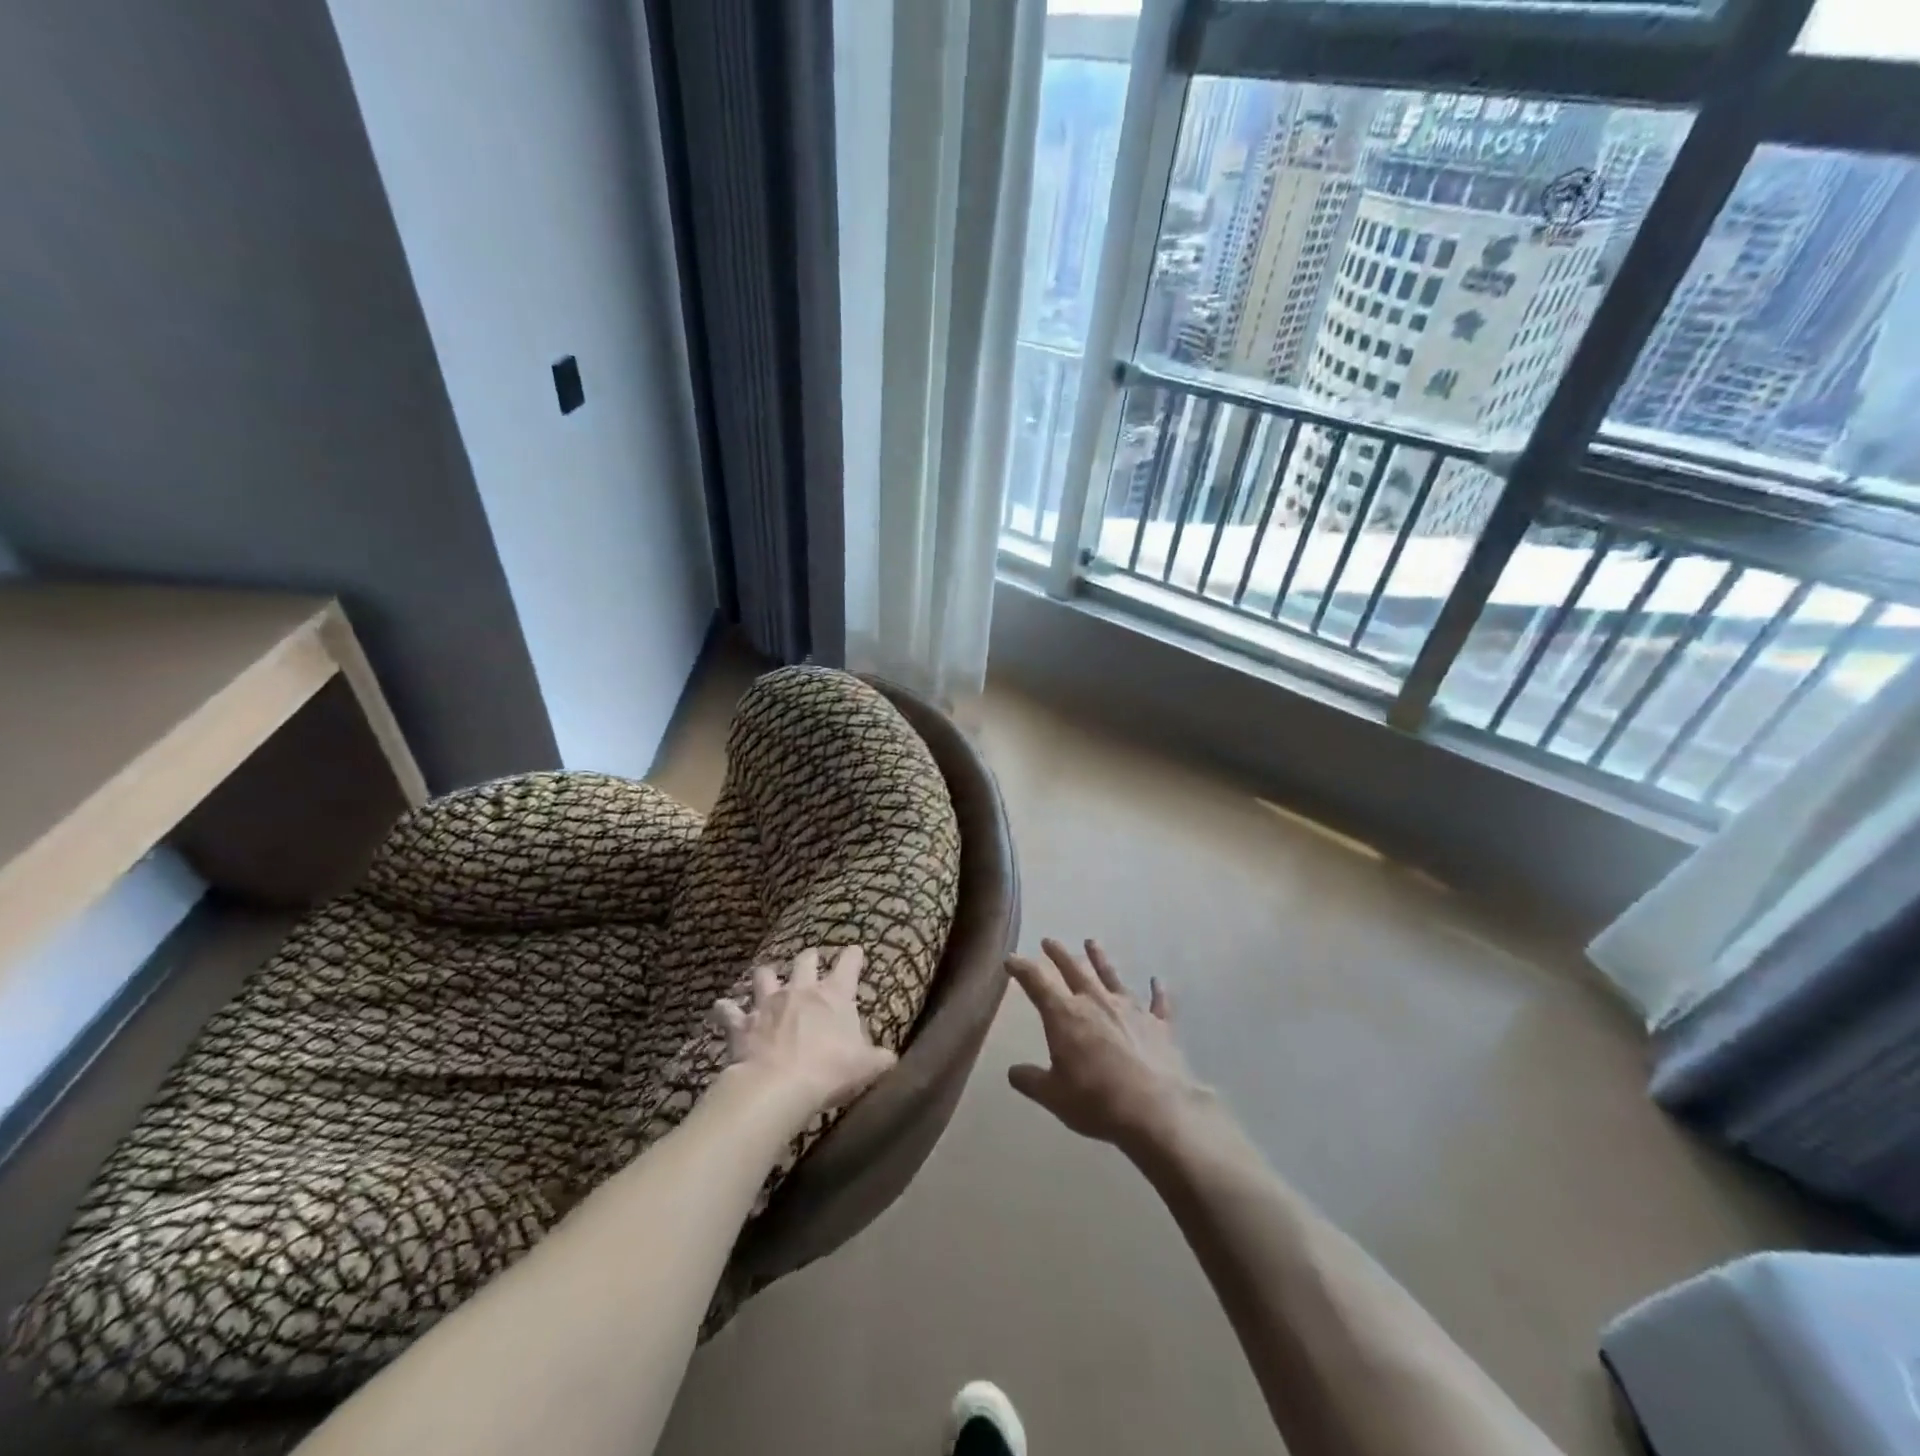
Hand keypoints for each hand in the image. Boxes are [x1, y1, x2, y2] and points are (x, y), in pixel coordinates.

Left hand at [713, 946, 896, 1119]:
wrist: (778, 1086)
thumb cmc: (829, 1070)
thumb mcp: (865, 1066)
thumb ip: (879, 1058)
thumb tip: (891, 1058)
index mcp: (834, 995)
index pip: (849, 964)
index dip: (853, 956)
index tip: (855, 951)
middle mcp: (801, 990)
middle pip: (805, 960)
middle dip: (809, 959)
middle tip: (811, 962)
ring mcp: (768, 1002)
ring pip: (765, 974)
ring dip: (766, 976)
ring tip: (766, 979)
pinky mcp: (742, 1022)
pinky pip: (728, 1010)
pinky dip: (725, 1009)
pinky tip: (722, 1009)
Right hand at [1005, 938, 1213, 1157]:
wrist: (1154, 1110)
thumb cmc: (1096, 1101)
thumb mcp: (1053, 1096)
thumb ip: (1031, 1081)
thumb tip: (1012, 1072)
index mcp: (1065, 1015)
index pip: (1037, 983)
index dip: (1022, 968)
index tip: (1011, 959)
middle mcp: (1096, 1002)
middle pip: (1074, 970)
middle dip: (1059, 954)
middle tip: (1049, 941)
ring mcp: (1130, 1010)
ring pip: (1111, 976)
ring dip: (1100, 959)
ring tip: (1092, 942)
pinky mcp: (1159, 1025)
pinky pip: (1157, 1003)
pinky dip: (1157, 992)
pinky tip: (1156, 981)